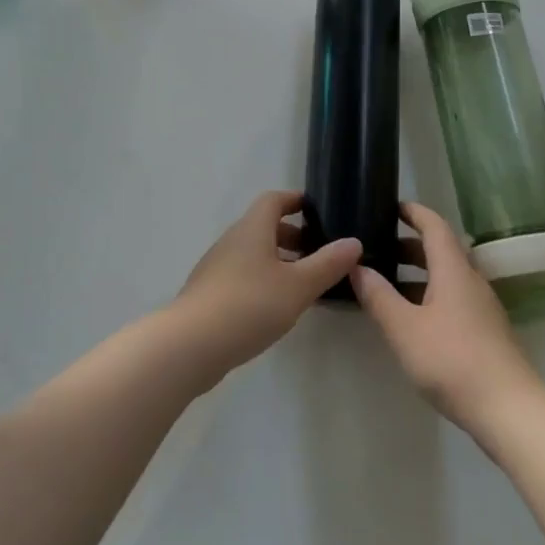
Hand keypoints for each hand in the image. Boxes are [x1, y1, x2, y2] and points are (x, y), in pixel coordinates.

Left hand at [170, 191, 362, 380]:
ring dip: (278, 261)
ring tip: (303, 285)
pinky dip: (263, 280)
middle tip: (318, 254)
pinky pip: (242, 275)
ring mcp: (217, 266)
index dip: (295, 201)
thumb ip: (327, 264)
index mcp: (253, 228)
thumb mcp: (298, 286)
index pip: (274, 200)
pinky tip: (275, 308)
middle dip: (292, 235)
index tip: (317, 211)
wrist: (191, 344)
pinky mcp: (210, 293)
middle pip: (264, 226)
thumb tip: (354, 242)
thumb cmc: (249, 305)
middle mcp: (233, 240)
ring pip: (253, 252)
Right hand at [350, 202, 544, 433]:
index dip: (413, 212)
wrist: (511, 412)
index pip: (434, 225)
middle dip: (409, 245)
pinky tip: (413, 319)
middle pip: (440, 250)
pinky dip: (430, 295)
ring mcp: (482, 307)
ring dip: (418, 273)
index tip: (390, 206)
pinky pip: (453, 298)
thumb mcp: (405, 329)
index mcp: (453, 269)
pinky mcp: (486, 332)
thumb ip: (379, 297)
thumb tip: (357, 266)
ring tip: (387, 284)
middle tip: (378, 248)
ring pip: (447, 276)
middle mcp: (471, 280)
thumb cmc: (453, 361)